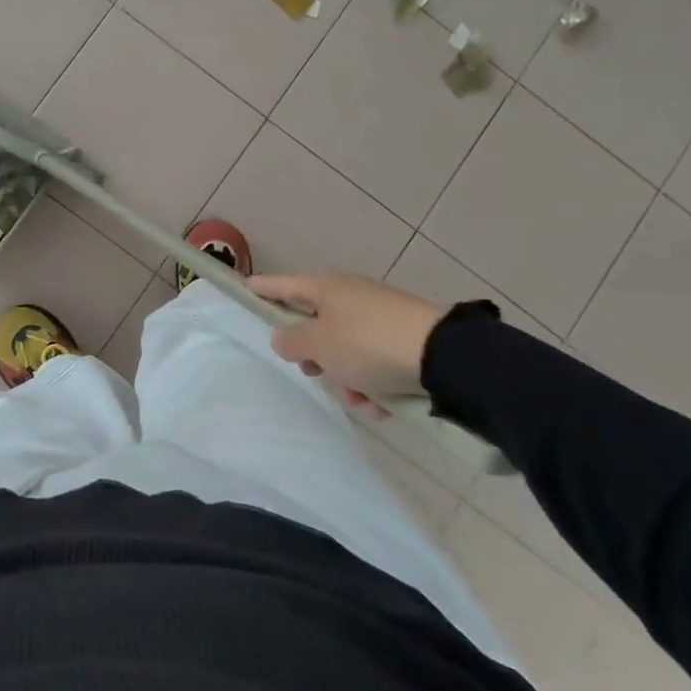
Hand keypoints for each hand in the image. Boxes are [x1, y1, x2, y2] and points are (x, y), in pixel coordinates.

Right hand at [247, 272, 446, 403]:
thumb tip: (284, 337)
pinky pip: (372, 360)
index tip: (247, 286)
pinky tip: (381, 406)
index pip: (284, 285)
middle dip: (314, 354)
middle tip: (312, 371)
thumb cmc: (368, 343)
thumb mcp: (319, 344)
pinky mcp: (401, 337)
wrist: (442, 355)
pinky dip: (371, 382)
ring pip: (345, 349)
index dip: (264, 288)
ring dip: (346, 377)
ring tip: (359, 399)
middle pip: (315, 323)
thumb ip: (292, 341)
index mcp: (325, 287)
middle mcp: (350, 296)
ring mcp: (377, 315)